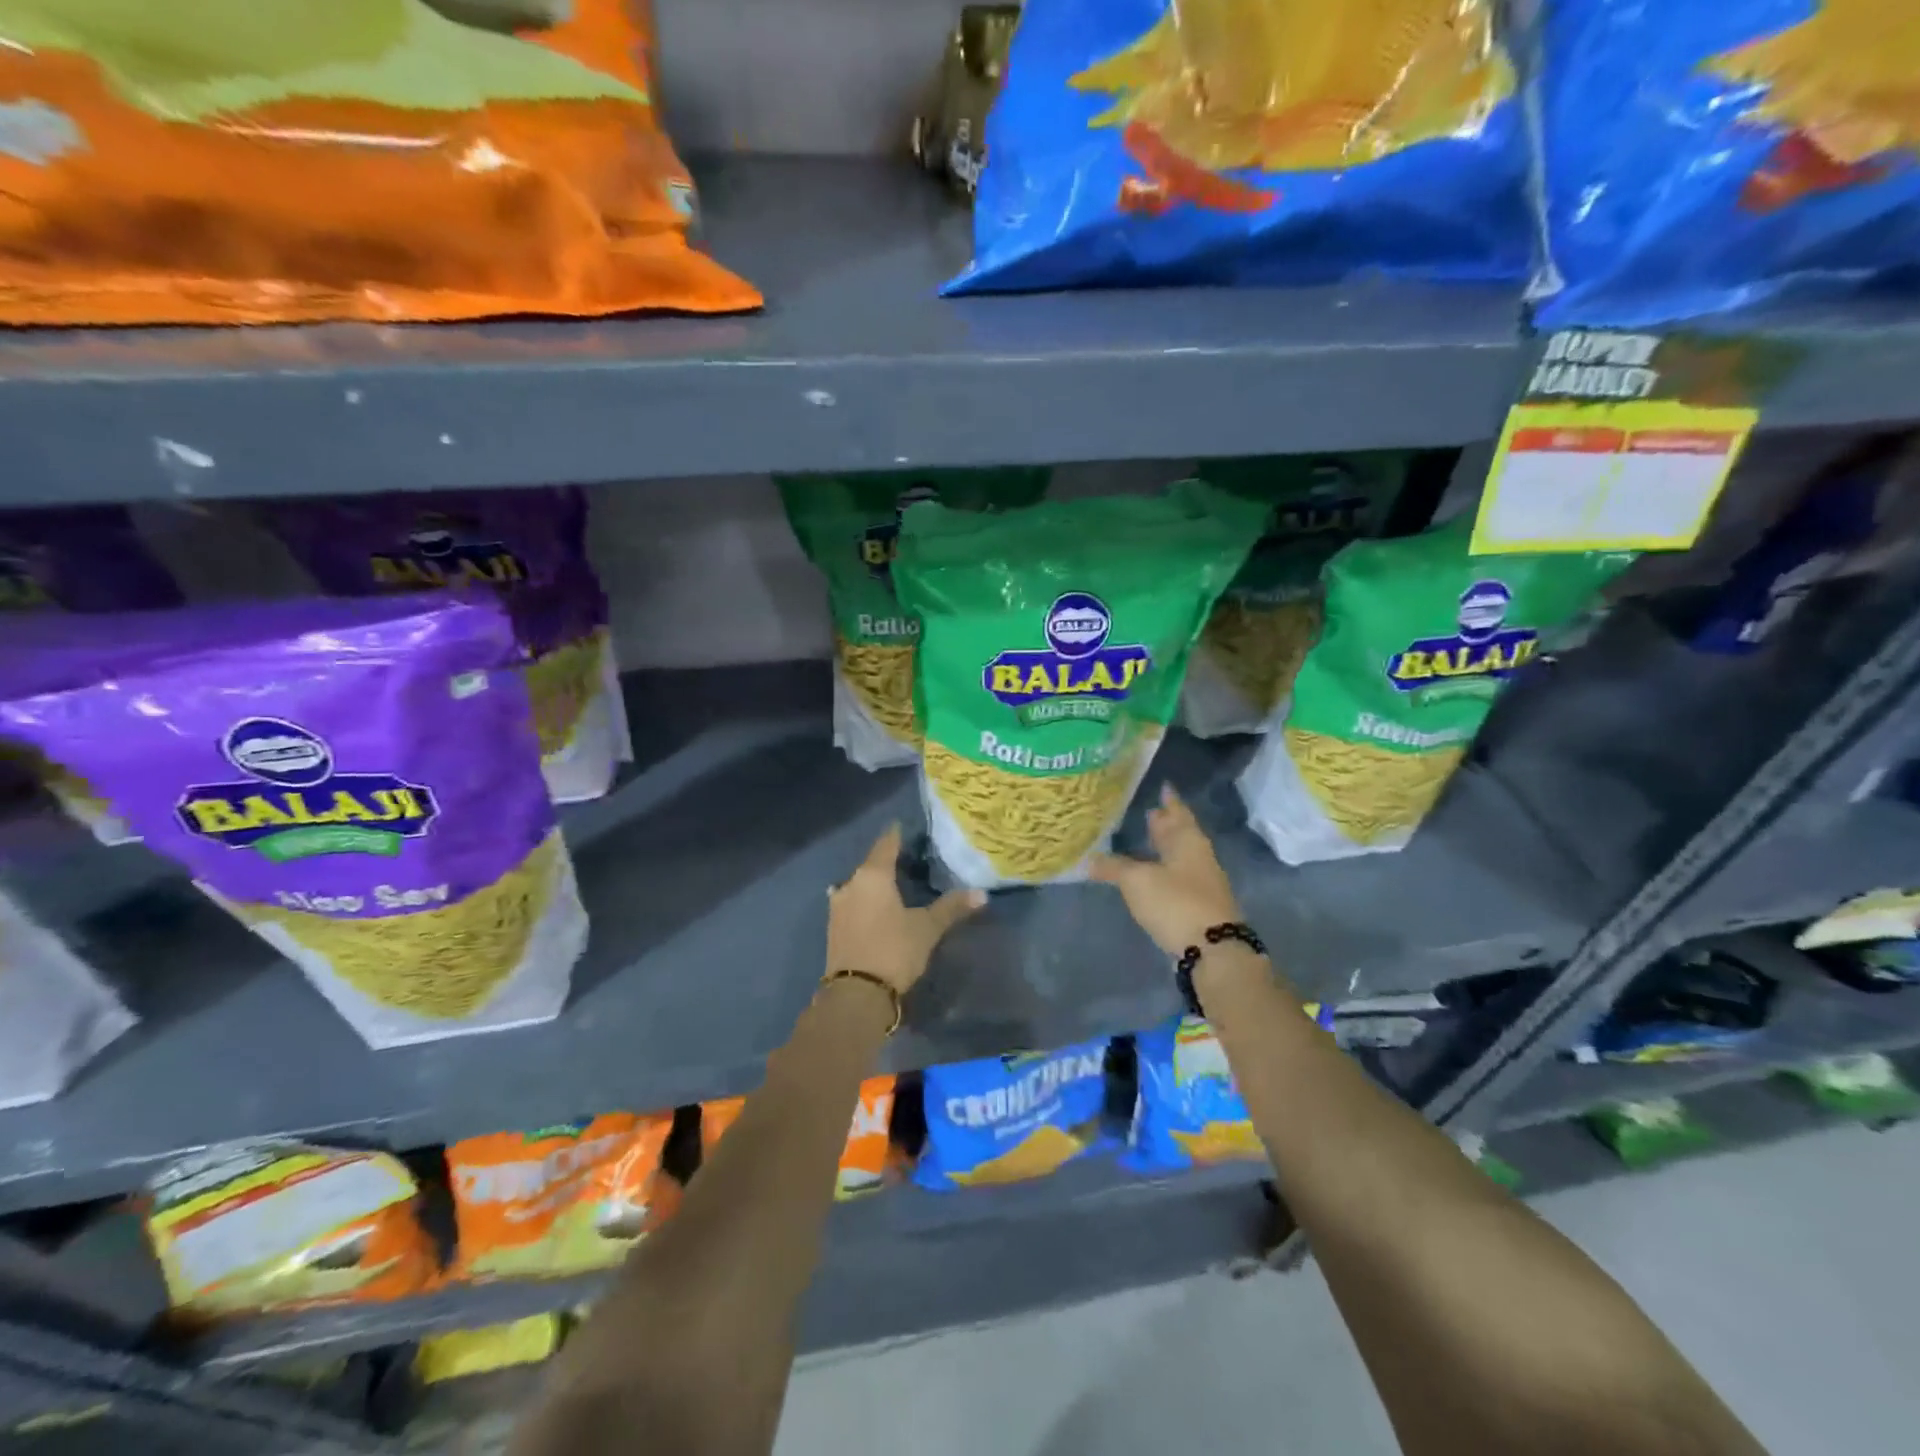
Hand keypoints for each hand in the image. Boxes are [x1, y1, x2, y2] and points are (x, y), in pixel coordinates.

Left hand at [827, 825, 984, 996]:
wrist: (855, 994)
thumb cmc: (893, 950)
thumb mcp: (927, 928)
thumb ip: (951, 908)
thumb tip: (982, 893)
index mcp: (873, 876)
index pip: (886, 845)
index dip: (896, 835)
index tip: (903, 827)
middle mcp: (850, 884)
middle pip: (870, 864)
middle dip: (887, 861)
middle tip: (907, 858)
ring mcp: (838, 906)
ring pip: (858, 885)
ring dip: (873, 883)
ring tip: (892, 884)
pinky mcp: (834, 928)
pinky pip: (852, 903)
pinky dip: (865, 901)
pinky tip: (874, 907)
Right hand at [1090, 784, 1243, 954]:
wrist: (1213, 950)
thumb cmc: (1176, 902)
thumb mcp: (1137, 881)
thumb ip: (1114, 867)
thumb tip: (1090, 859)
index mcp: (1188, 841)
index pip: (1177, 813)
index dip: (1169, 801)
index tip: (1164, 786)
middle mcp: (1198, 857)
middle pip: (1181, 835)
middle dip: (1165, 824)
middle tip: (1150, 811)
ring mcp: (1202, 883)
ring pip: (1180, 857)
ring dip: (1165, 848)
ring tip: (1146, 840)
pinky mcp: (1198, 906)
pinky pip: (1178, 878)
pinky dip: (1164, 870)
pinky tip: (1151, 875)